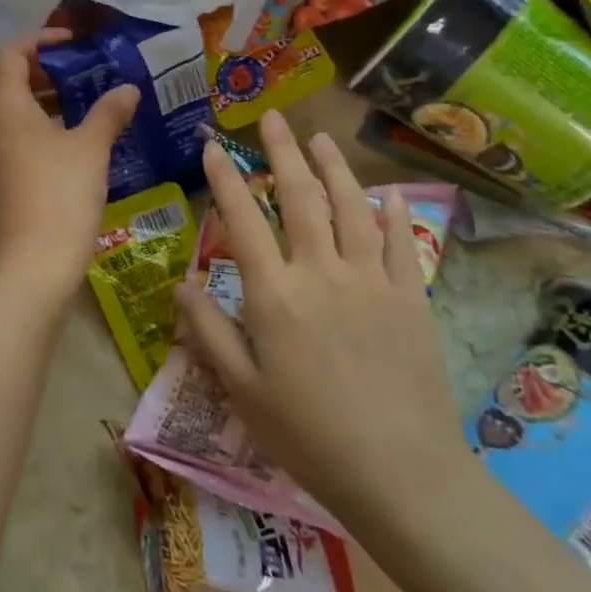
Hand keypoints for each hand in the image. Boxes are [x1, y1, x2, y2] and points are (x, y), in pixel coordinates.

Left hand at [0, 29, 138, 303]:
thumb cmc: (61, 193)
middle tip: (78, 77)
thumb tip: (128, 90)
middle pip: (5, 84)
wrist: (30, 265)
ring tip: (73, 112)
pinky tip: (58, 151)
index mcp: (2, 105)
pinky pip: (1, 144)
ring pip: (3, 117)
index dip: (41, 41)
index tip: (72, 43)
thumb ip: (109, 112)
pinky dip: (26, 134)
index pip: (12, 54)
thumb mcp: (92, 148)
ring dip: (34, 106)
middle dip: (40, 75)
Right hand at [177, 110, 471, 539]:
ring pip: (351, 208)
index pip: (244, 220)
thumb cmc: (308, 435)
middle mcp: (322, 273)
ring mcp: (371, 281)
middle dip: (283, 152)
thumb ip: (208, 331)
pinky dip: (393, 213)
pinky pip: (400, 244)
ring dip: (334, 167)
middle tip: (272, 117)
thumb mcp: (241, 390)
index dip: (226, 179)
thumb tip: (180, 283)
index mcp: (275, 294)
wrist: (401, 475)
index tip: (214, 146)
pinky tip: (388, 192)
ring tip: (321, 137)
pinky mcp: (410, 299)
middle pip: (301, 197)